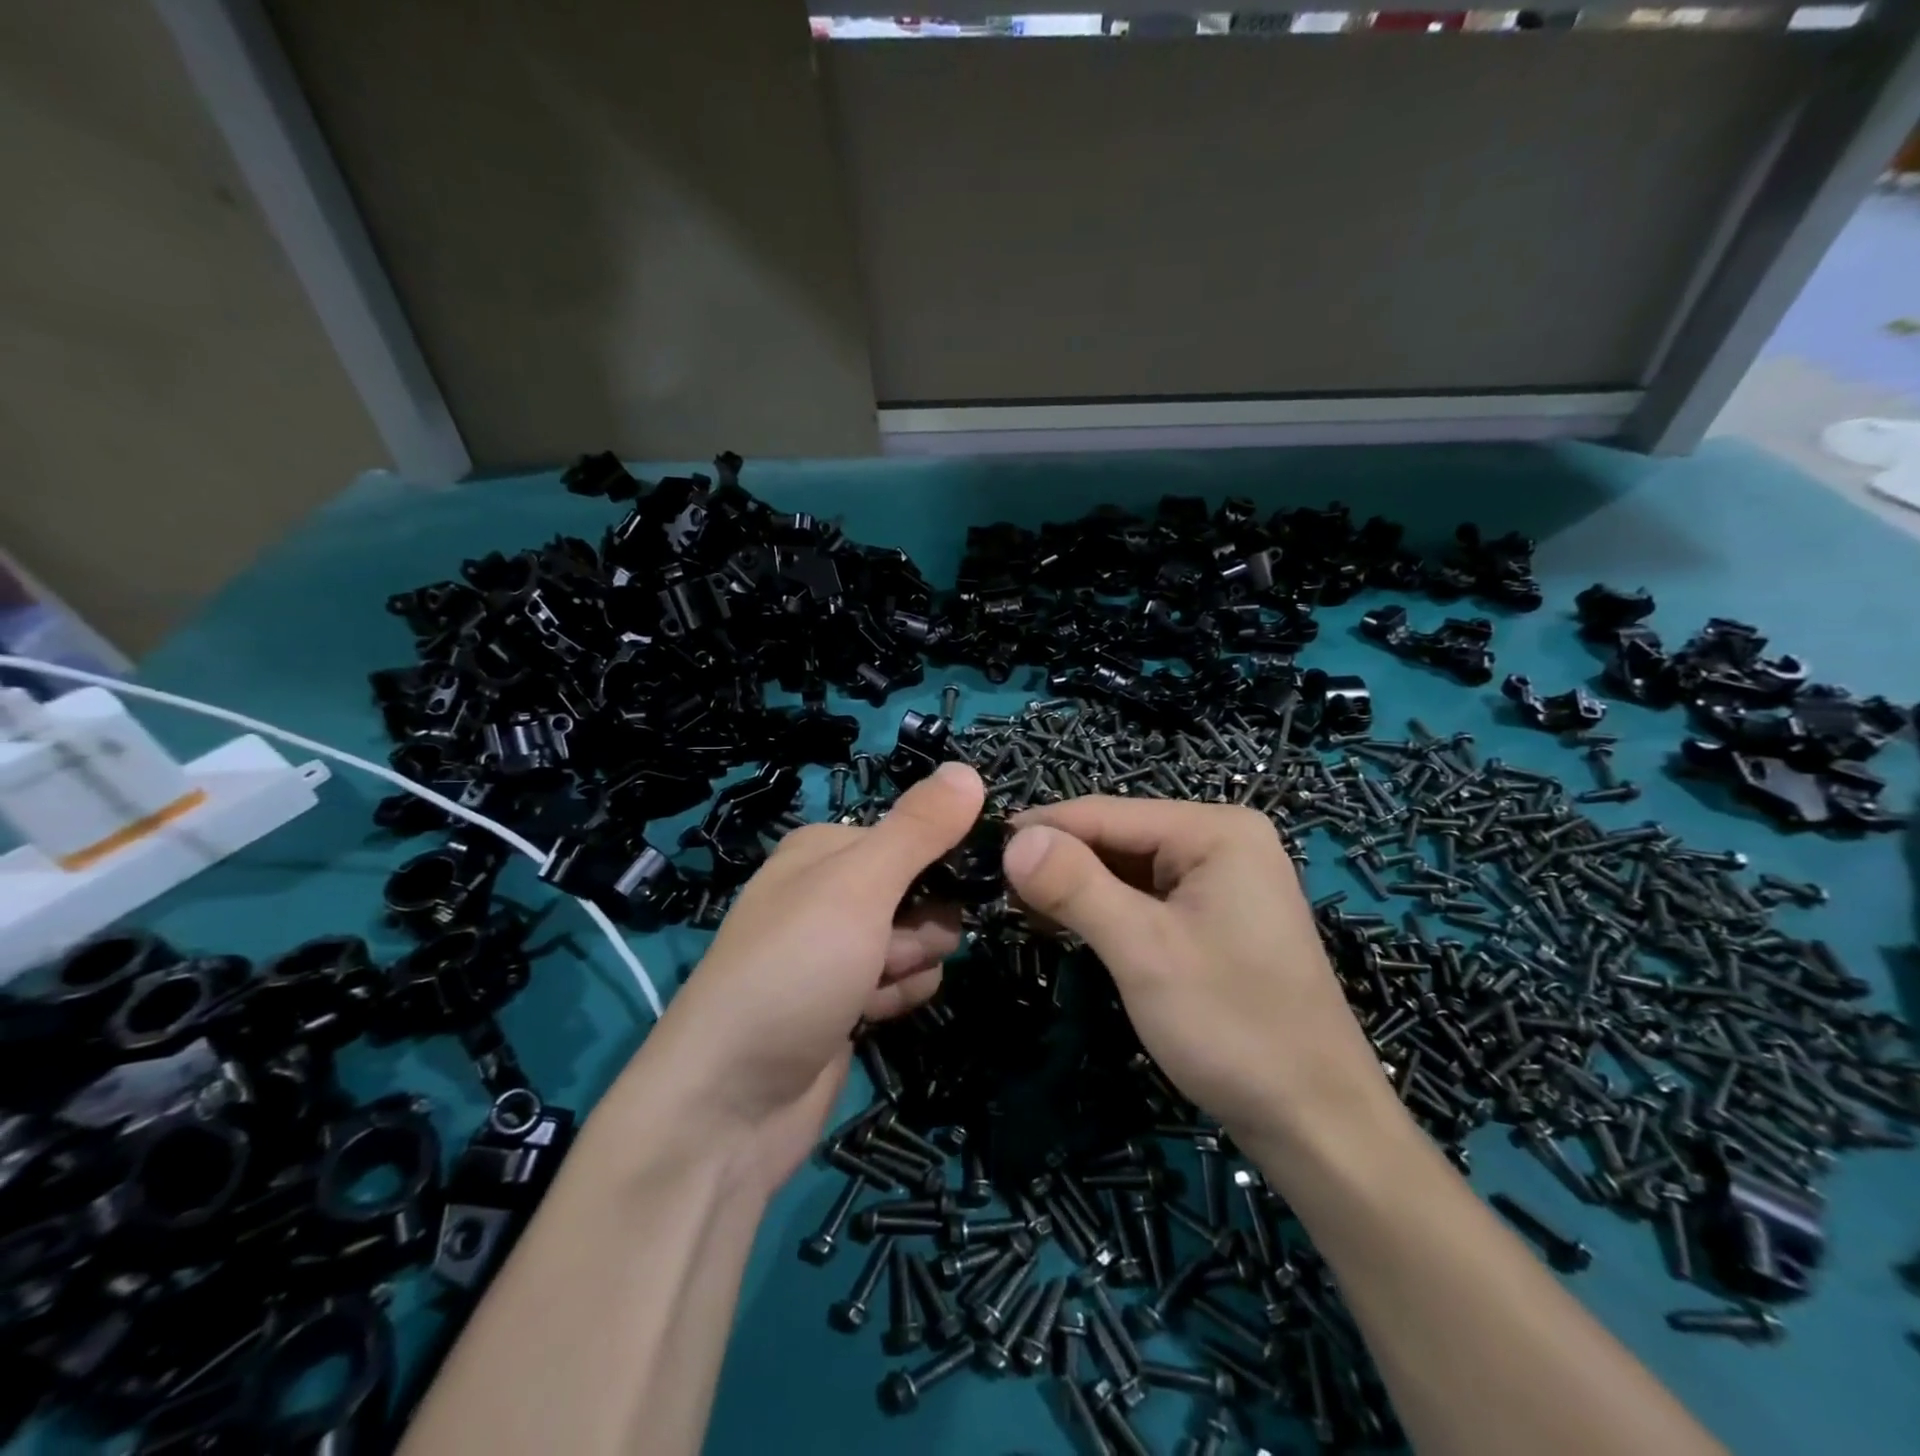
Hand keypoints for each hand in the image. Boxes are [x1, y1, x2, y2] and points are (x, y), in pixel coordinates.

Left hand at [613, 762, 984, 1196]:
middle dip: (920, 925)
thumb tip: (969, 769)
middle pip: (921, 890)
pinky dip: (894, 1000)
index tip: (951, 887)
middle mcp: (829, 892)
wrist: (728, 1104)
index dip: (940, 861)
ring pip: (919, 941)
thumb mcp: (859, 885)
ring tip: (869, 990)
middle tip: (886, 948)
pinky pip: (902, 984)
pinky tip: (866, 1019)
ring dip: (908, 966)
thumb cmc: (794, 970)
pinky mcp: (845, 1001)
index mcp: (825, 849)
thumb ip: (918, 829)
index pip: (914, 834)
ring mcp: (837, 950)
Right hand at [1001, 798, 1397, 1169]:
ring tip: (1022, 909)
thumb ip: (1076, 886)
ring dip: (1078, 887)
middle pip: (1117, 837)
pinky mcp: (1216, 915)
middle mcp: (1222, 840)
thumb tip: (1013, 840)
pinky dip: (1106, 908)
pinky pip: (1147, 896)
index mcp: (1216, 830)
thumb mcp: (1143, 950)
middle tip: (996, 892)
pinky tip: (1069, 924)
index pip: (1106, 813)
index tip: (981, 852)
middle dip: (1059, 861)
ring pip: (1128, 867)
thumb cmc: (1232, 1026)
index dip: (1041, 830)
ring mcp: (1223, 879)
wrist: (1316, 1121)